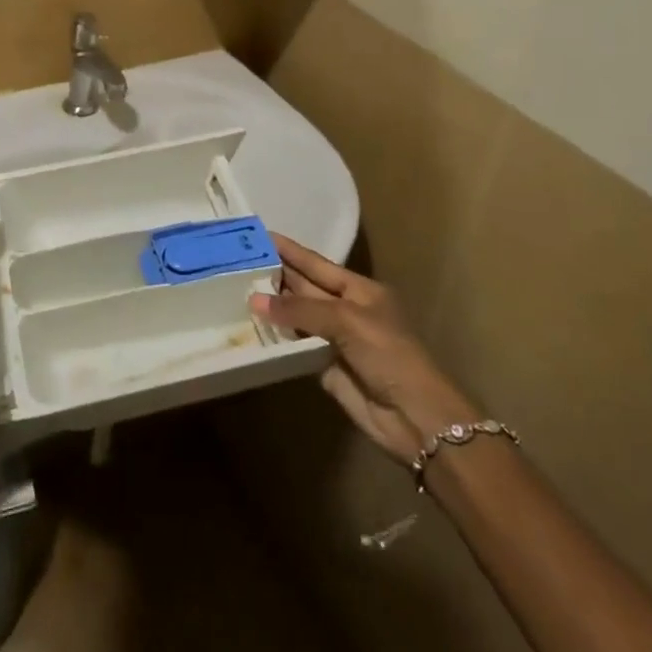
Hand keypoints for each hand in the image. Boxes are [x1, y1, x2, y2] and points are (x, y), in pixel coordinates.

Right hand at [252, 233, 480, 464]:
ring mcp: (335, 340)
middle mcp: (345, 310)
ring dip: (271, 307)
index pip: (317, 264)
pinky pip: (294, 347)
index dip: (290, 251)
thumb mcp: (347, 321)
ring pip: (296, 317)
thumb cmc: (390, 354)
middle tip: (237, 261)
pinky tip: (250, 327)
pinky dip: (275, 339)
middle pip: (304, 288)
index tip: (261, 235)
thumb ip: (300, 310)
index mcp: (359, 290)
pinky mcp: (325, 368)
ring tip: (234, 289)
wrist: (416, 417)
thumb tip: (254, 300)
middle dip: (276, 276)